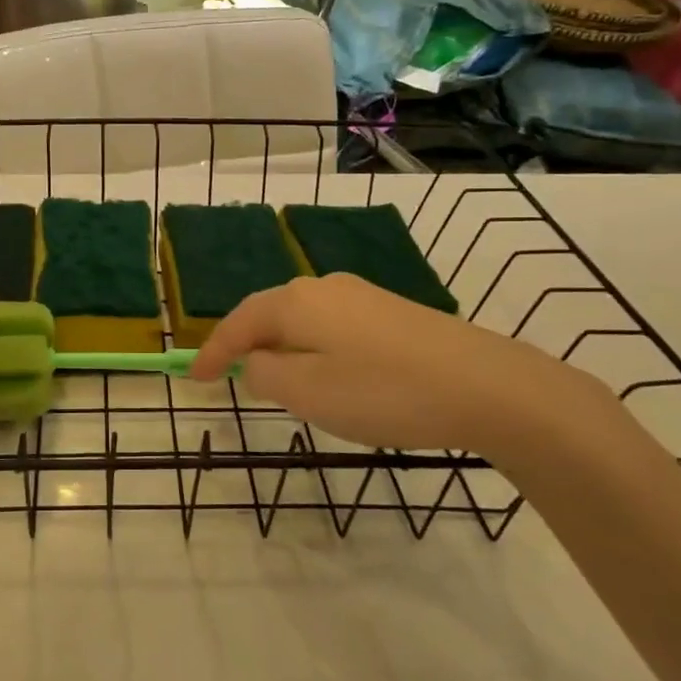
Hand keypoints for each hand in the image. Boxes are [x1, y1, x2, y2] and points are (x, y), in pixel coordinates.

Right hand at [188, 273, 614, 461]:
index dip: (212, 351)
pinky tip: (330, 373)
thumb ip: (267, 375)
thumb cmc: (383, 391)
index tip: (193, 379)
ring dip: (283, 347)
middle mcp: (324, 288)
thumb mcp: (308, 392)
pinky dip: (315, 348)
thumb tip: (258, 362)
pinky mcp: (393, 312)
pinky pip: (333, 326)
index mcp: (295, 302)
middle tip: (231, 376)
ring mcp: (362, 296)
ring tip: (277, 379)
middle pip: (270, 313)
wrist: (487, 385)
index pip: (238, 322)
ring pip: (303, 319)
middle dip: (247, 344)